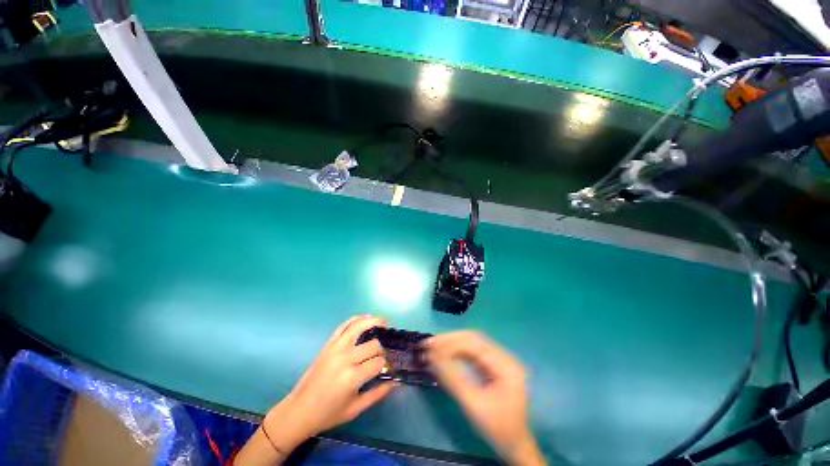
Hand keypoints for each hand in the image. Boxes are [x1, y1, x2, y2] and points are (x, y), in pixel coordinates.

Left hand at [263, 315, 394, 452]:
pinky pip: (344, 325)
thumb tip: (395, 381)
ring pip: (359, 326)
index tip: (389, 368)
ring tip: (384, 322)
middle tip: (384, 355)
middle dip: (382, 349)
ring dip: (374, 321)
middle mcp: (345, 358)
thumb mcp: (355, 409)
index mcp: (352, 377)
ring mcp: (336, 348)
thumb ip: (378, 394)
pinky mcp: (328, 344)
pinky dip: (356, 319)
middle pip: (373, 345)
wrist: (299, 410)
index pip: (378, 362)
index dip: (387, 364)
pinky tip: (366, 318)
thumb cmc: (328, 414)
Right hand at [425, 331, 544, 465]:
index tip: (431, 345)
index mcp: (506, 365)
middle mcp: (504, 357)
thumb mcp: (473, 404)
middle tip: (429, 343)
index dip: (450, 343)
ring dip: (451, 344)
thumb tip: (432, 358)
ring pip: (471, 343)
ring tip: (433, 346)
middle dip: (449, 340)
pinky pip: (472, 352)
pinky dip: (456, 352)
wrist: (513, 444)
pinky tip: (444, 354)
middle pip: (473, 339)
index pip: (474, 345)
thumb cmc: (496, 428)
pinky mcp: (493, 365)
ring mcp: (499, 360)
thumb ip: (452, 379)